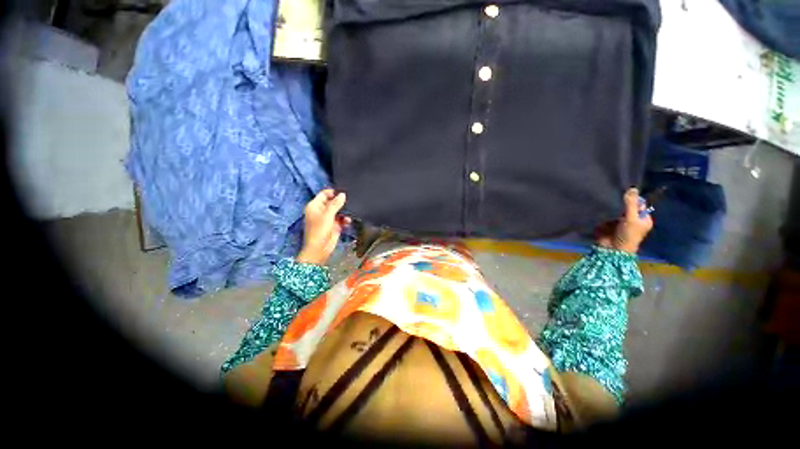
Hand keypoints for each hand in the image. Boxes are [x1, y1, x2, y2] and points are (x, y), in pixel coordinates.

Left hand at [297, 189, 350, 264]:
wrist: (320, 249)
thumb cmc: (319, 231)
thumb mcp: (327, 215)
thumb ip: (335, 204)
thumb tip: (342, 194)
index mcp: (315, 206)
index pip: (324, 194)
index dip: (333, 192)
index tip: (344, 192)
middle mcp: (321, 211)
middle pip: (332, 202)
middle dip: (341, 202)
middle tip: (350, 201)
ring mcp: (328, 218)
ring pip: (339, 210)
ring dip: (344, 212)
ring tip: (349, 213)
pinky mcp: (334, 225)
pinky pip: (341, 219)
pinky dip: (345, 219)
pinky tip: (348, 221)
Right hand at [595, 188, 653, 253]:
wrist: (612, 249)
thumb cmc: (627, 235)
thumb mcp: (631, 218)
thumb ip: (631, 204)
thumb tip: (633, 188)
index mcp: (643, 219)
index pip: (640, 204)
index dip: (633, 199)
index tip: (625, 194)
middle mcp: (633, 220)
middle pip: (627, 207)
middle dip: (621, 203)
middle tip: (614, 196)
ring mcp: (620, 222)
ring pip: (616, 210)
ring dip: (612, 207)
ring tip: (605, 201)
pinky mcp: (608, 224)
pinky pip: (607, 215)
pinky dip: (604, 212)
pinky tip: (600, 208)